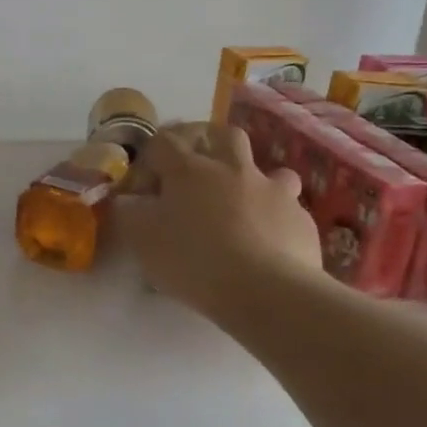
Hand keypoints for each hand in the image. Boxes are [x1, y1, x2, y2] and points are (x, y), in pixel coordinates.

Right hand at [115, 126, 322, 314]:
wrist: (266, 291)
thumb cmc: (194, 260)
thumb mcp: (142, 240)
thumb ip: (129, 213)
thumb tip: (127, 199)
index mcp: (189, 169)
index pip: (163, 141)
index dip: (150, 157)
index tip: (144, 185)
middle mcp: (232, 168)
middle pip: (222, 135)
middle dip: (209, 145)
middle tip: (197, 172)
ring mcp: (272, 190)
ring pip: (268, 169)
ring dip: (254, 181)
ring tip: (242, 205)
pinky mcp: (300, 218)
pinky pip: (288, 207)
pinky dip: (275, 217)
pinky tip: (268, 240)